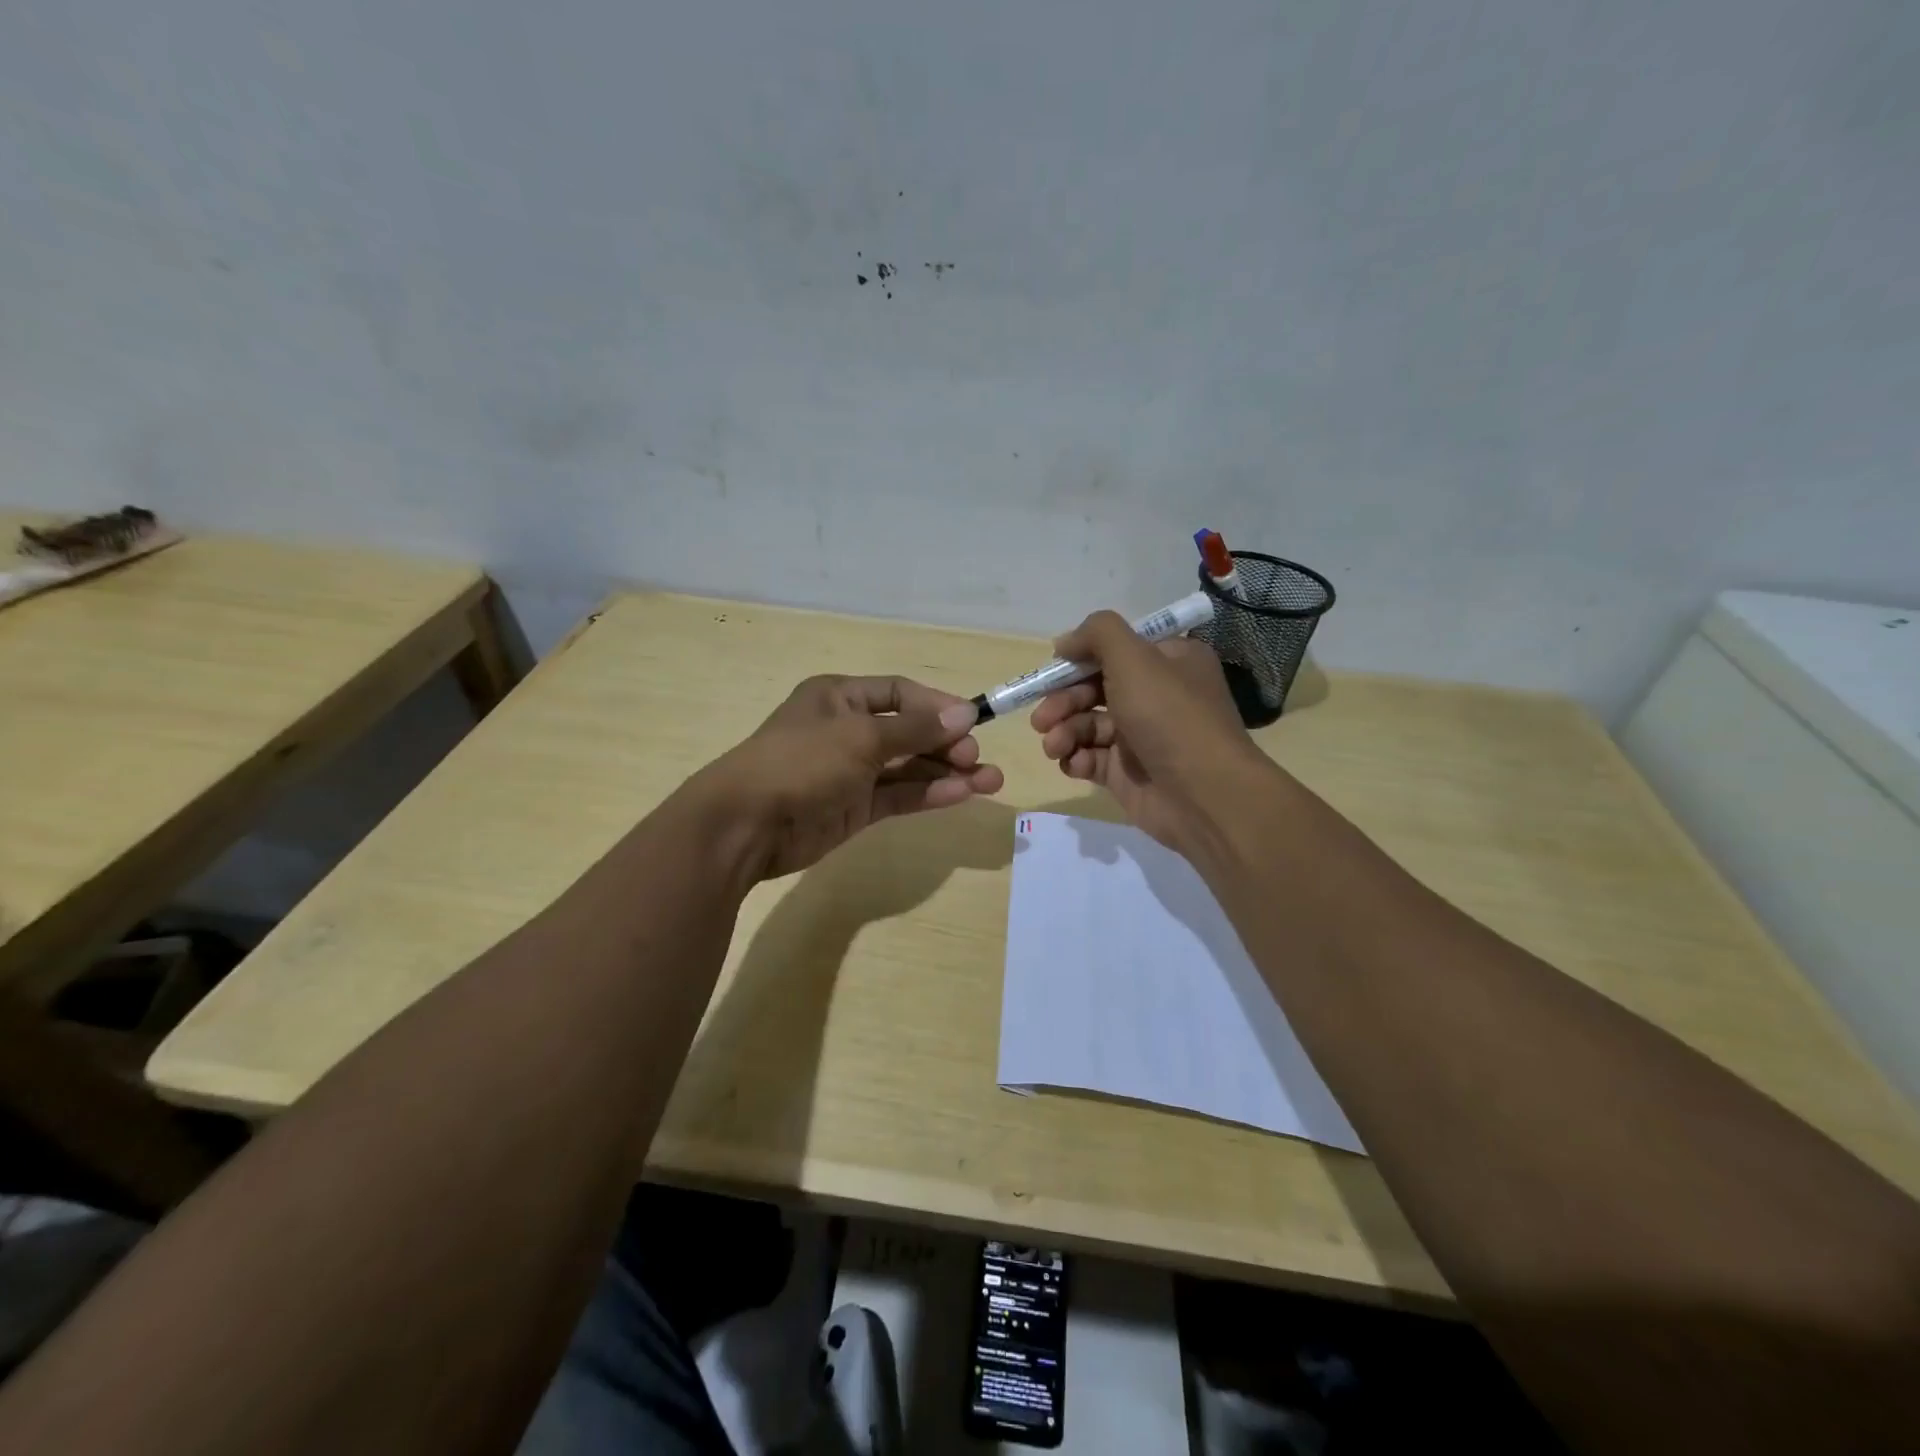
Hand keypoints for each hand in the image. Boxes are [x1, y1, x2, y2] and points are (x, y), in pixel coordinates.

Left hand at [702, 675, 1004, 879]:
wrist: (746, 824)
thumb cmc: (801, 762)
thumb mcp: (860, 737)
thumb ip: (916, 729)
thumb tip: (966, 716)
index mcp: (840, 697)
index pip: (899, 693)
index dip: (937, 706)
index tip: (973, 722)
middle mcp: (847, 730)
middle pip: (909, 731)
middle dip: (947, 743)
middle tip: (977, 759)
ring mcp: (851, 771)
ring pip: (909, 767)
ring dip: (947, 772)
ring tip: (991, 782)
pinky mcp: (855, 807)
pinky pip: (899, 795)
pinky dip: (929, 794)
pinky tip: (961, 795)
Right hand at [1029, 613, 1265, 852]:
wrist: (1203, 795)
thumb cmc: (1170, 716)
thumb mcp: (1135, 657)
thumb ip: (1097, 634)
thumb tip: (1065, 642)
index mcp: (1168, 661)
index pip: (1116, 650)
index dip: (1080, 658)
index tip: (1053, 669)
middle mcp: (1156, 695)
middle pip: (1094, 688)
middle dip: (1063, 701)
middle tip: (1042, 718)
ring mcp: (1141, 736)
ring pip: (1087, 725)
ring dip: (1064, 732)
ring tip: (1054, 746)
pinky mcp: (1127, 773)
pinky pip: (1091, 758)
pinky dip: (1077, 759)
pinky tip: (1075, 764)